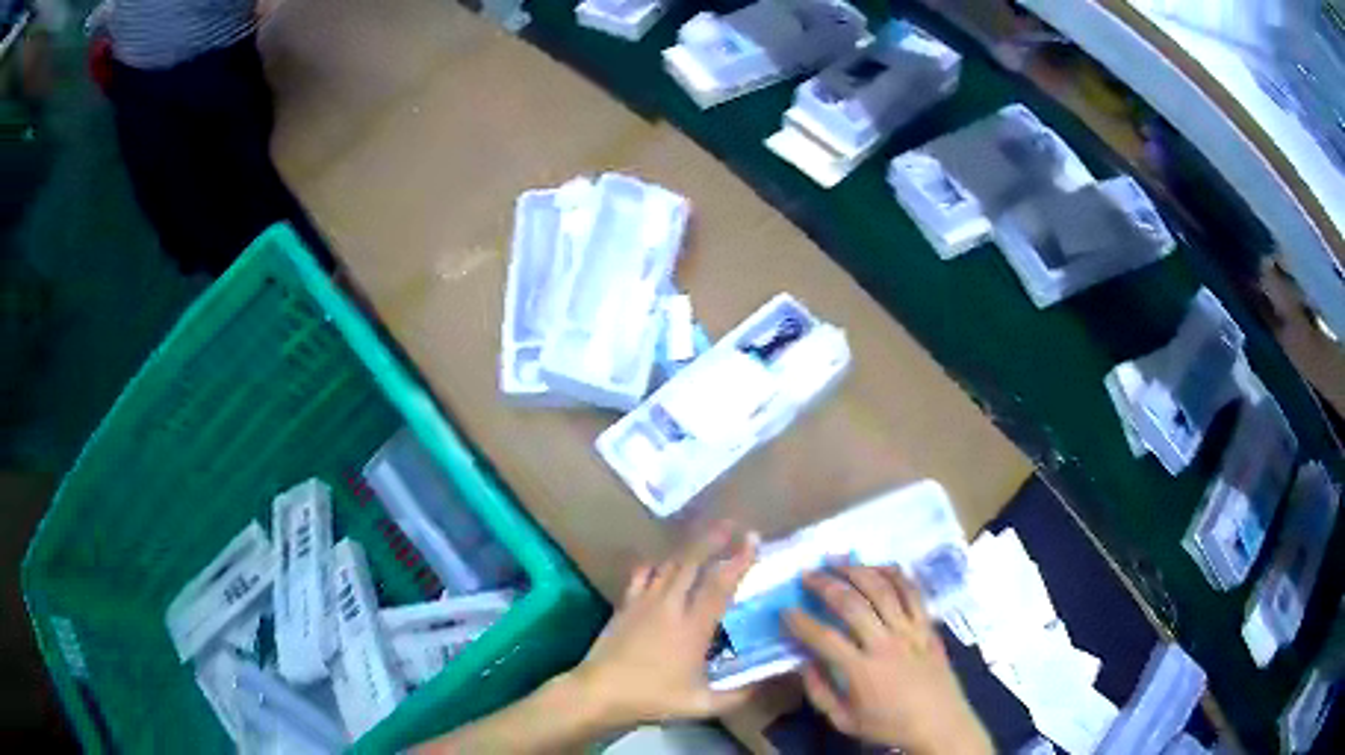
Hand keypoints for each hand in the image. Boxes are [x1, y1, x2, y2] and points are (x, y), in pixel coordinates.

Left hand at [566, 522, 758, 726]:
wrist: (600, 692)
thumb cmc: (653, 698)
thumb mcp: (702, 704)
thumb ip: (739, 695)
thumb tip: (769, 683)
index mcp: (693, 627)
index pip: (721, 585)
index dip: (739, 560)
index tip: (753, 540)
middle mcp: (670, 606)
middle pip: (693, 562)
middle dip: (713, 539)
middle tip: (732, 524)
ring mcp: (644, 602)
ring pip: (669, 565)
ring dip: (689, 549)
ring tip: (704, 539)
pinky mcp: (625, 605)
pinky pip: (642, 575)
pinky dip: (656, 565)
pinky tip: (660, 563)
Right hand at [786, 566, 990, 754]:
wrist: (940, 723)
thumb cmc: (889, 725)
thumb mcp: (845, 721)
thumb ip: (819, 693)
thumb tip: (804, 663)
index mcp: (861, 671)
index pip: (824, 638)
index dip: (800, 622)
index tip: (785, 611)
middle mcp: (885, 644)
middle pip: (852, 604)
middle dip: (825, 585)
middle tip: (808, 574)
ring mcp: (910, 631)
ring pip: (883, 590)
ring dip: (858, 571)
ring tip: (838, 561)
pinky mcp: (928, 626)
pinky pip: (913, 592)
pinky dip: (896, 574)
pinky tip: (880, 566)